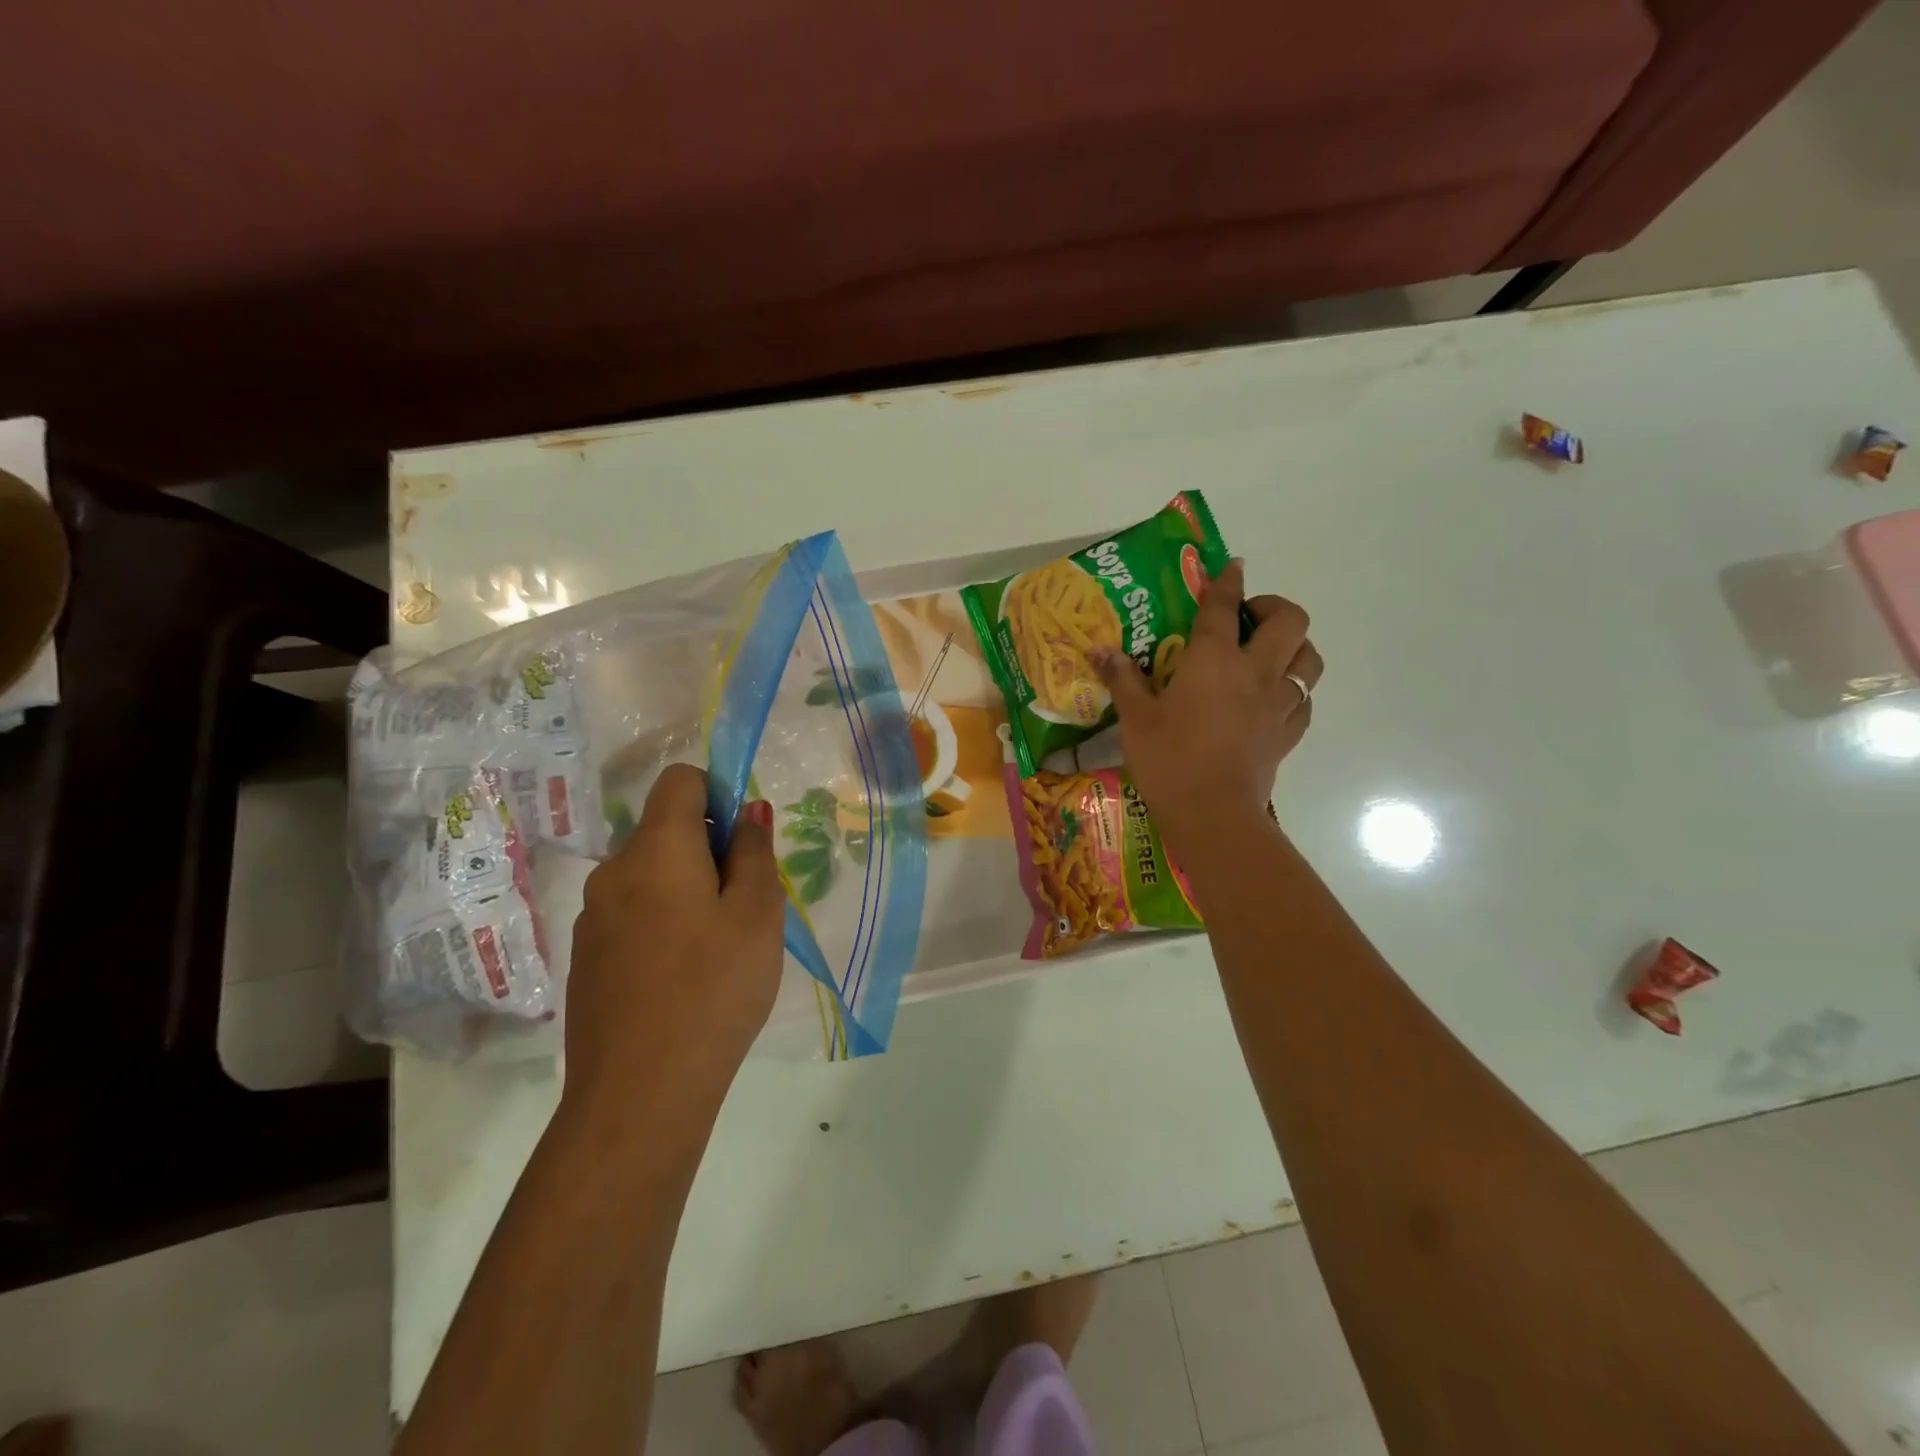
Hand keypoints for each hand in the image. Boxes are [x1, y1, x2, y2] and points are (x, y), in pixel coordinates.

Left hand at [563, 764, 784, 1131]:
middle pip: (666, 830)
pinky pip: (633, 914)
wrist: (639, 1093)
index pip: (679, 780)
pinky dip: (663, 923)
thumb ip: (754, 851)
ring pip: (651, 876)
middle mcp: (614, 871)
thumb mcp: (758, 914)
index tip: (744, 840)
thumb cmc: (714, 989)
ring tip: (720, 948)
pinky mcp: (587, 957)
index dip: (717, 792)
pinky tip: (685, 977)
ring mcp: (593, 918)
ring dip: (688, 889)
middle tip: (746, 905)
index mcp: (656, 850)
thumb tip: (748, 809)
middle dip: (709, 850)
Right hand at [1094, 560, 1320, 855]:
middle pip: (1290, 620)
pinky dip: (1295, 691)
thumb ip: (1122, 679)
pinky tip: (1273, 700)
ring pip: (1309, 658)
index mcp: (1214, 660)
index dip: (1228, 581)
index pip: (1224, 607)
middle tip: (1248, 619)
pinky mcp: (1288, 734)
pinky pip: (1305, 700)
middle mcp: (1256, 672)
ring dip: (1294, 647)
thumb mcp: (1135, 717)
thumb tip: (1100, 650)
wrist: (1212, 813)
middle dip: (1274, 607)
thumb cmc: (1169, 759)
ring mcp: (1279, 703)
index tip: (1232, 566)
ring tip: (1268, 655)